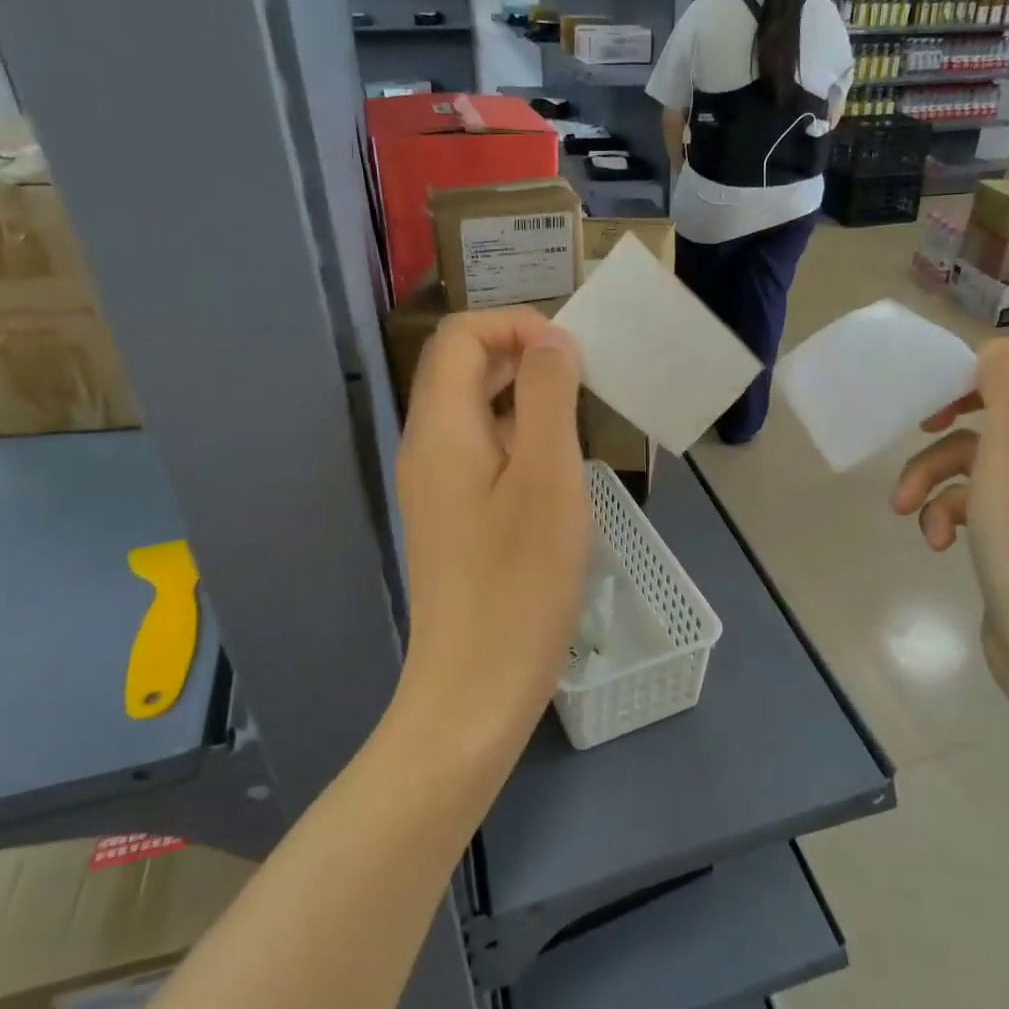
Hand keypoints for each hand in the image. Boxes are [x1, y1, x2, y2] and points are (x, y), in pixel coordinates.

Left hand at [394, 308, 589, 757]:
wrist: (476, 685)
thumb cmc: (520, 580)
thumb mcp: (548, 476)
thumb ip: (547, 396)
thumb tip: (550, 340)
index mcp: (441, 427)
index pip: (461, 336)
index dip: (515, 324)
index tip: (571, 354)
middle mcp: (427, 446)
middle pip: (461, 368)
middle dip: (521, 354)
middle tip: (581, 377)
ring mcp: (435, 484)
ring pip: (472, 410)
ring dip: (522, 396)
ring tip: (577, 417)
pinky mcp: (451, 515)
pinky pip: (480, 450)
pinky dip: (517, 436)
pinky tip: (556, 468)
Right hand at [891, 339, 1008, 731]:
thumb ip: (1008, 382)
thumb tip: (992, 353)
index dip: (981, 365)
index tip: (939, 391)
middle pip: (997, 407)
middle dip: (947, 424)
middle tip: (919, 428)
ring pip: (973, 459)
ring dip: (931, 477)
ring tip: (907, 509)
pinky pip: (972, 502)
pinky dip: (946, 515)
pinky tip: (937, 543)